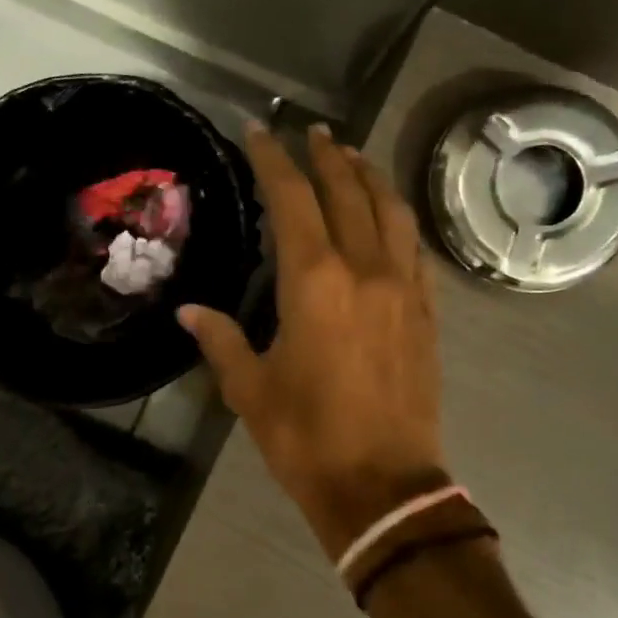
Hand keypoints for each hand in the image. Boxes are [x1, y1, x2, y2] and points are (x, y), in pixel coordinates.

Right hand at [179, 124, 447, 559]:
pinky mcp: (427, 313)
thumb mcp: (250, 389)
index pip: (292, 200)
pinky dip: (397, 219)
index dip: (273, 160)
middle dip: (326, 155)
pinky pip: (414, 248)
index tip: (260, 131)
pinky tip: (387, 216)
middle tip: (310, 130)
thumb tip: (190, 312)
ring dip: (370, 176)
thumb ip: (220, 340)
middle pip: (348, 192)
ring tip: (352, 155)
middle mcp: (364, 270)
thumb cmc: (307, 437)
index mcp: (314, 282)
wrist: (384, 487)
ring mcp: (404, 289)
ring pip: (391, 212)